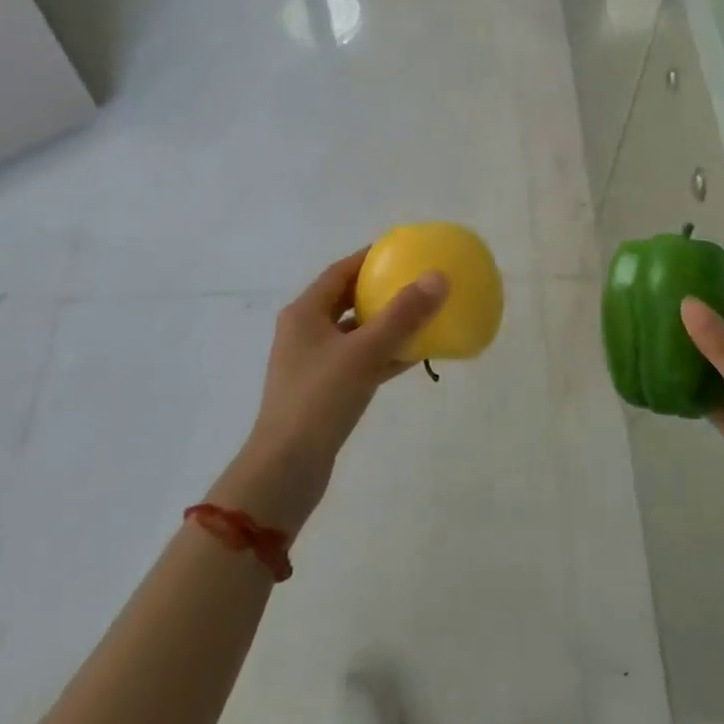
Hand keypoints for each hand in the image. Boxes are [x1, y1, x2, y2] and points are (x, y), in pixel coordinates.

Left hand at [211, 250, 447, 533]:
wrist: (285, 472)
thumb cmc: (319, 400)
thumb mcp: (364, 352)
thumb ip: (402, 315)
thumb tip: (438, 277)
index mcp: (305, 313)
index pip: (341, 271)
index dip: (370, 258)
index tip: (403, 251)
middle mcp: (305, 332)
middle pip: (347, 299)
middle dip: (381, 290)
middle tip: (416, 281)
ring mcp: (314, 364)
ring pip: (356, 333)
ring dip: (386, 324)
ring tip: (423, 315)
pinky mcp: (324, 392)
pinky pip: (359, 361)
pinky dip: (383, 355)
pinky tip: (414, 356)